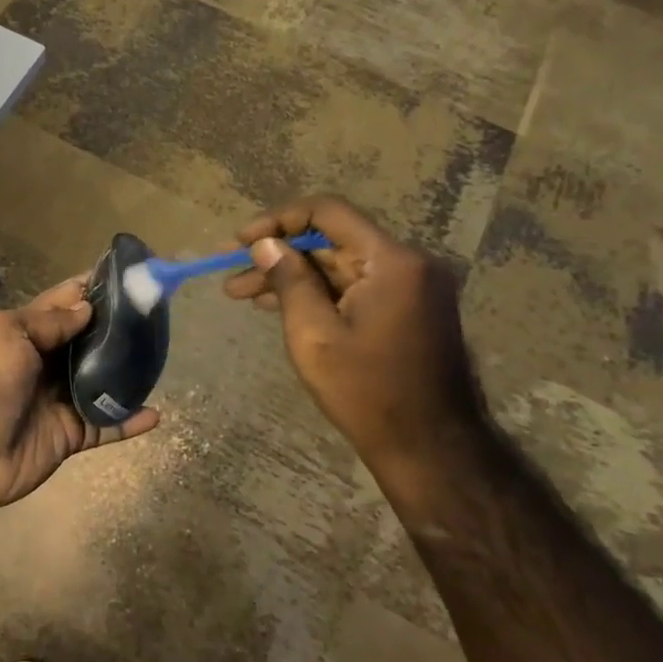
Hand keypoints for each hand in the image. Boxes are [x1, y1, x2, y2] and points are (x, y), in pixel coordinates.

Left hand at [0, 276, 160, 514]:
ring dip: (128, 371)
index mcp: (23, 332)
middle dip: (117, 327)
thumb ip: (49, 321)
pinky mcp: (69, 434)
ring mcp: (58, 400)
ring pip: (101, 381)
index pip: (63, 302)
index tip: (127, 274)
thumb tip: (86, 307)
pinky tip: (156, 413)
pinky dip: (129, 420)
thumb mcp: (7, 335)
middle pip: (88, 340)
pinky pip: (106, 425)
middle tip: (156, 313)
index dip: (91, 288)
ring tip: (161, 355)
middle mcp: (44, 362)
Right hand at [223, 196, 480, 465]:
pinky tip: (277, 305)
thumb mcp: (314, 334)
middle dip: (278, 255)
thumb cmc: (367, 392)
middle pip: (331, 240)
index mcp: (392, 261)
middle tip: (232, 273)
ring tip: (241, 293)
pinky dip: (317, 292)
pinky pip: (353, 287)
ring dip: (292, 276)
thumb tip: (265, 244)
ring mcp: (410, 287)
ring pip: (338, 266)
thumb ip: (289, 280)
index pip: (328, 212)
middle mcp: (408, 263)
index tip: (241, 242)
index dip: (278, 220)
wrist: (430, 449)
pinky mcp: (407, 309)